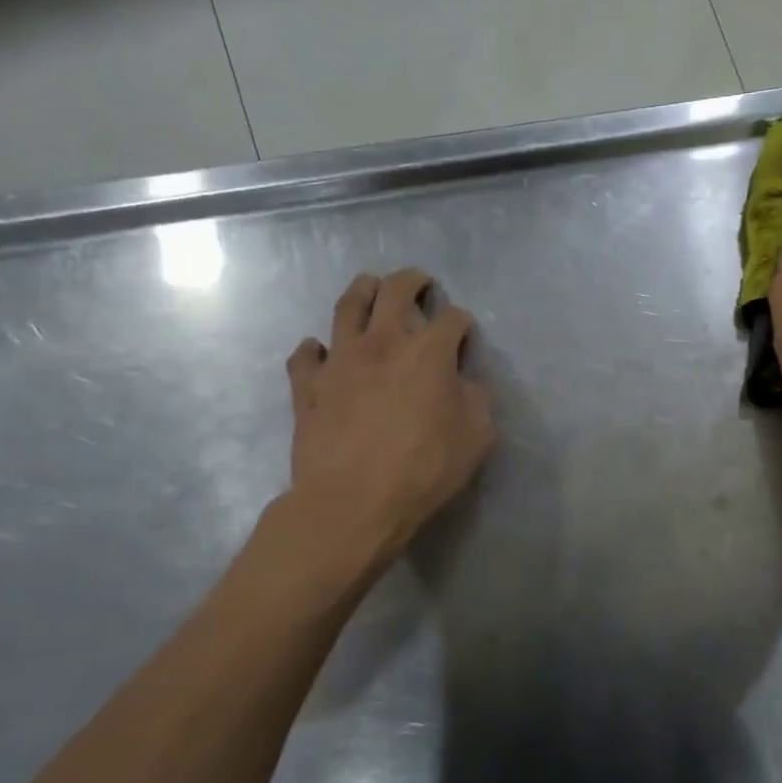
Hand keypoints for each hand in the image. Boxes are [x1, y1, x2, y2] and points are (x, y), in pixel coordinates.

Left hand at [279, 268, 493, 569]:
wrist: (353, 501)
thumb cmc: (424, 469)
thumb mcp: (477, 437)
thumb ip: (475, 400)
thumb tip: (461, 384)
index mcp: (428, 352)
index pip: (452, 319)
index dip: (461, 324)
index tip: (463, 336)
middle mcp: (382, 343)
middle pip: (395, 292)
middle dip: (412, 281)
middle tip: (419, 282)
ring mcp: (339, 360)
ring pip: (346, 307)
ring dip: (362, 291)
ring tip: (369, 287)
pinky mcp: (308, 386)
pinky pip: (305, 356)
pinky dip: (313, 349)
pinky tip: (319, 351)